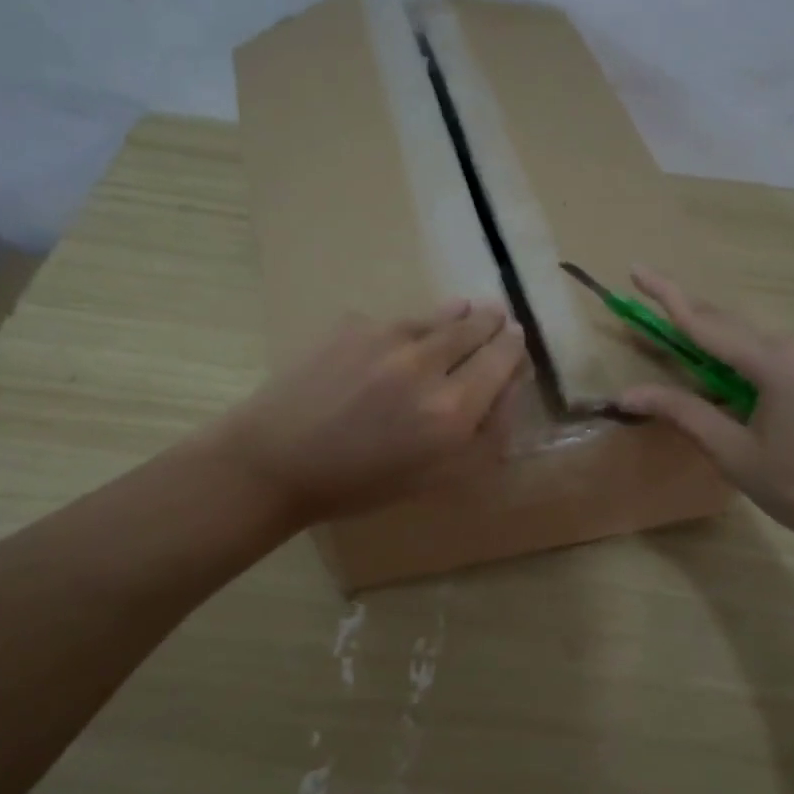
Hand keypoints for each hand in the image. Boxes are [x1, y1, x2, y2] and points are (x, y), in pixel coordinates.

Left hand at [219, 299, 526, 525]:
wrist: (276, 460)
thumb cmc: (359, 483)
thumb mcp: (433, 478)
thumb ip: (481, 437)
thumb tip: (506, 391)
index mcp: (451, 411)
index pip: (502, 361)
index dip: (514, 348)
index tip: (517, 340)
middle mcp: (426, 365)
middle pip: (476, 328)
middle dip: (493, 322)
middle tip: (500, 316)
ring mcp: (387, 338)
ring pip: (439, 316)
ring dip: (460, 314)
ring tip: (470, 309)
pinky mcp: (354, 325)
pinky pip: (397, 321)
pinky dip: (414, 325)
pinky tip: (409, 335)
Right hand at [615, 268, 793, 556]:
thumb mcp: (736, 454)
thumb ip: (683, 412)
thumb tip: (627, 393)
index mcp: (779, 360)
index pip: (706, 322)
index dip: (666, 295)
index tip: (636, 268)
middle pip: (734, 327)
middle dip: (693, 323)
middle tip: (655, 314)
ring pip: (761, 342)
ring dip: (727, 353)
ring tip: (705, 382)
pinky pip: (787, 353)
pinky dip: (757, 364)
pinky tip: (752, 394)